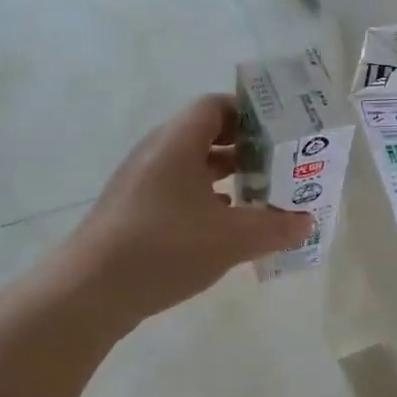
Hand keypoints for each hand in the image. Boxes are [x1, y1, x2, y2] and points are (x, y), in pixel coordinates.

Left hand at [57, 94, 313, 327]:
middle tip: (278, 168)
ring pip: (191, 166)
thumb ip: (274, 228)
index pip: (216, 106)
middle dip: (244, 149)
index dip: (250, 115)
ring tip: (259, 197)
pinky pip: (177, 192)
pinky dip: (204, 201)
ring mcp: (140, 183)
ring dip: (225, 177)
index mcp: (177, 142)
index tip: (279, 136)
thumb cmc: (164, 249)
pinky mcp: (133, 211)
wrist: (90, 291)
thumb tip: (306, 222)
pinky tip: (224, 228)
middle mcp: (156, 153)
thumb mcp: (231, 239)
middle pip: (205, 135)